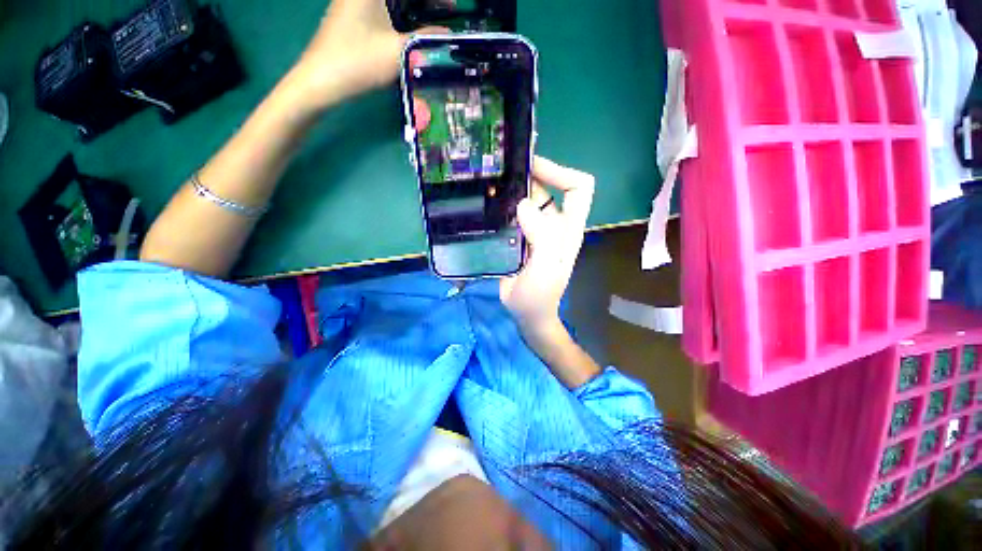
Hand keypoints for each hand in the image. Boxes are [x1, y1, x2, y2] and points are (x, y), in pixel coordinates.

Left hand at [289, 0, 442, 111]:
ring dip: (415, 6)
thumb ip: (425, 39)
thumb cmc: (359, 61)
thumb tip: (447, 34)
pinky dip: (402, 12)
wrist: (322, 80)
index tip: (453, 5)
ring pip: (393, 1)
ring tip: (435, 18)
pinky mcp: (353, 15)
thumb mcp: (398, 51)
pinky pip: (383, 7)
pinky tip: (413, 26)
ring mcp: (355, 1)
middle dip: (427, 2)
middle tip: (447, 11)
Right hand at [500, 157, 595, 334]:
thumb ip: (542, 236)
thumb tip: (524, 204)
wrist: (525, 312)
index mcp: (568, 227)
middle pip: (548, 187)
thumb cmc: (539, 294)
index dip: (560, 171)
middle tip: (502, 167)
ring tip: (489, 180)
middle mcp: (553, 223)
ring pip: (527, 199)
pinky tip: (485, 202)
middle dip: (530, 173)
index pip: (578, 188)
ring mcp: (534, 230)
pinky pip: (511, 213)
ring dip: (512, 188)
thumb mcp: (546, 267)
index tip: (533, 167)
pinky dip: (501, 204)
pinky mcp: (518, 236)